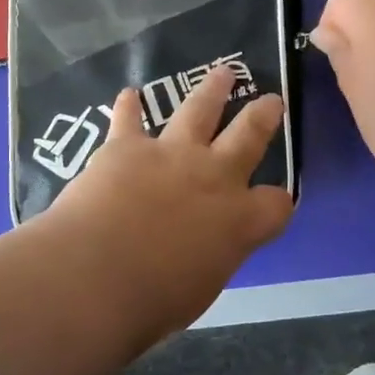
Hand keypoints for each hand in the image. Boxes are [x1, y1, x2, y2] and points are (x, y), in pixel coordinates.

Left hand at [44, 67, 294, 334]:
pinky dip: (128, 107)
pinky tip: (128, 94)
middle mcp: (213, 177)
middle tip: (271, 100)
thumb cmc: (151, 301)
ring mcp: (170, 154)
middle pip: (248, 136)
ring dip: (211, 90)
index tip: (275, 201)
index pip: (276, 204)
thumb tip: (201, 251)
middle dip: (263, 116)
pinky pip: (129, 119)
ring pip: (199, 110)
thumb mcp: (199, 288)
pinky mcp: (127, 146)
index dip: (278, 201)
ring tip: (222, 73)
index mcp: (238, 221)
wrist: (96, 275)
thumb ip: (208, 257)